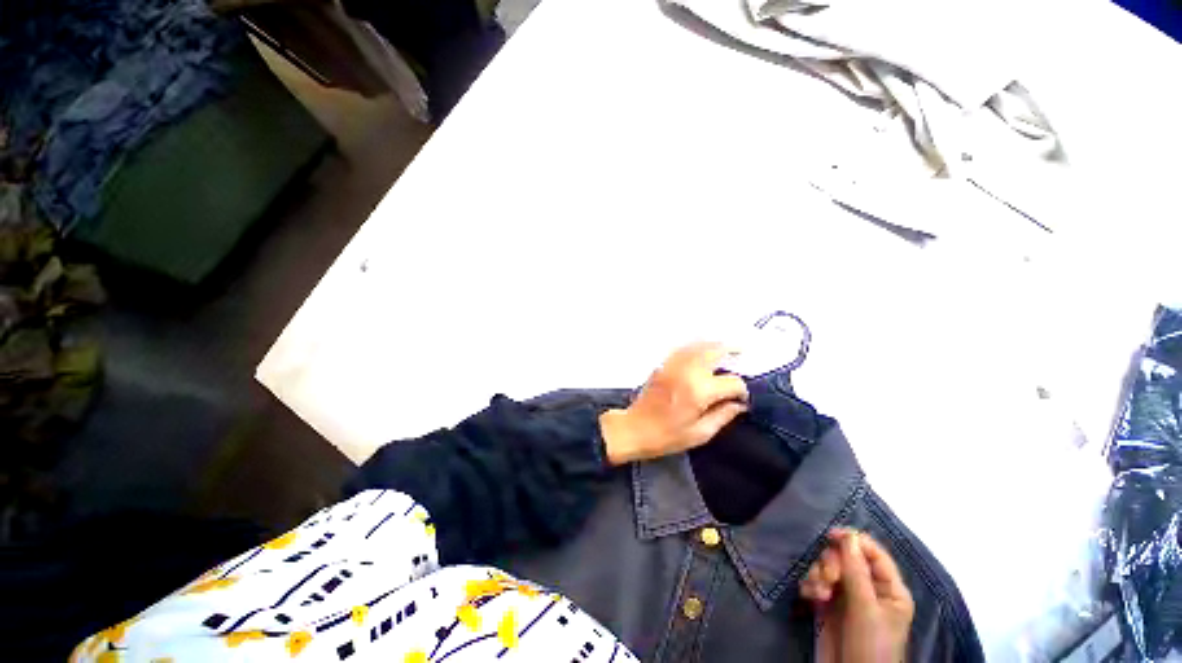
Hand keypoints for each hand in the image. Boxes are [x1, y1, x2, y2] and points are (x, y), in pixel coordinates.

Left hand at [599, 343, 748, 464]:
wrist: (634, 428)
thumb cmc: (667, 436)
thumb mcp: (700, 433)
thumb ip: (723, 416)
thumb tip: (740, 404)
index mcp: (699, 391)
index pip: (731, 381)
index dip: (741, 390)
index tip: (741, 399)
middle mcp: (688, 371)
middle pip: (715, 350)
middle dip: (732, 350)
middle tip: (743, 352)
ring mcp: (673, 364)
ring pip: (699, 345)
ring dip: (714, 345)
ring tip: (726, 348)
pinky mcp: (663, 364)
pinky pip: (684, 348)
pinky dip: (697, 346)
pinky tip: (703, 352)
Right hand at [800, 529, 914, 662]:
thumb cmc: (870, 645)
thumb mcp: (866, 609)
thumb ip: (857, 572)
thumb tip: (849, 537)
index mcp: (889, 589)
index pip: (873, 553)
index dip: (854, 541)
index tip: (831, 536)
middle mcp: (868, 588)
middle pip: (846, 557)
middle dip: (832, 563)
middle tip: (828, 578)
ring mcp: (847, 597)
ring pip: (828, 568)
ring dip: (819, 575)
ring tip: (818, 593)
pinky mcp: (828, 605)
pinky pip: (816, 582)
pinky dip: (810, 585)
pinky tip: (808, 596)